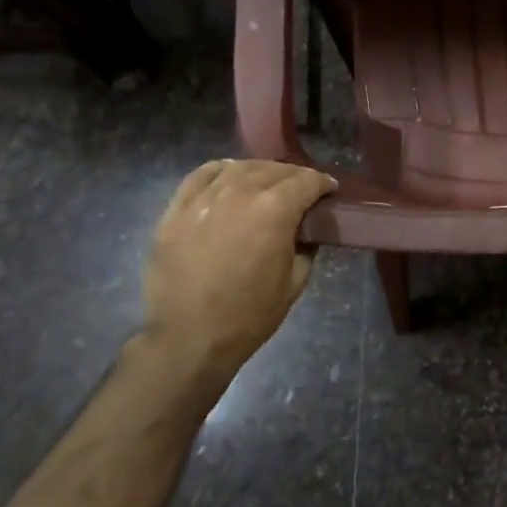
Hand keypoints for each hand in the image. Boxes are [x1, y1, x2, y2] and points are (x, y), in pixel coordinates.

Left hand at [139, 159, 337, 380]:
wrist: (189, 339)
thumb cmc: (249, 315)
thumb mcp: (295, 282)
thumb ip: (306, 246)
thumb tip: (306, 230)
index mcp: (275, 209)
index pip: (306, 180)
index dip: (323, 183)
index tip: (329, 190)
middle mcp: (240, 192)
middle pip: (275, 170)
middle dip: (295, 176)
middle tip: (302, 190)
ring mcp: (205, 198)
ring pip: (240, 168)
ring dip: (261, 172)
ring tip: (267, 183)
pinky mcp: (177, 209)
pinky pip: (202, 175)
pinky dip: (221, 170)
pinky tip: (229, 176)